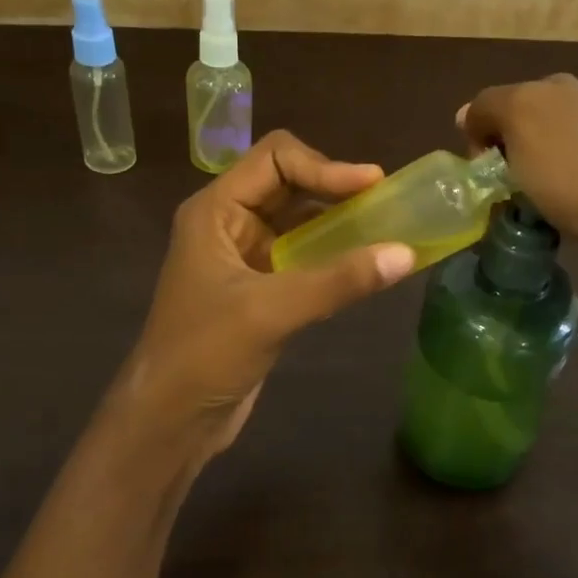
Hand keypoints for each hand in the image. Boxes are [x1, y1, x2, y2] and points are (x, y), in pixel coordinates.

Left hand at [116, 131, 414, 458]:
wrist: (171, 420)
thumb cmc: (205, 354)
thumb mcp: (271, 311)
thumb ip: (338, 281)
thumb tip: (406, 254)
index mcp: (215, 211)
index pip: (274, 158)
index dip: (325, 165)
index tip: (373, 185)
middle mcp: (229, 224)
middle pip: (288, 183)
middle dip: (335, 188)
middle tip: (387, 204)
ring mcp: (244, 257)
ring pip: (298, 221)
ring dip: (338, 222)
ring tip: (385, 229)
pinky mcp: (260, 290)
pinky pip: (302, 257)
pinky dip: (333, 255)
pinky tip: (364, 266)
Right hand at [459, 74, 577, 307]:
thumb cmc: (565, 167)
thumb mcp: (516, 122)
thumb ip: (486, 110)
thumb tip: (467, 114)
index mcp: (550, 84)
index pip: (493, 103)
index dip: (478, 136)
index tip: (481, 172)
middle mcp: (574, 100)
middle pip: (520, 126)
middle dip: (505, 154)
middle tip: (501, 188)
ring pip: (542, 151)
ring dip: (528, 173)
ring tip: (530, 202)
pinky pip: (565, 173)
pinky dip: (554, 187)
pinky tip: (559, 206)